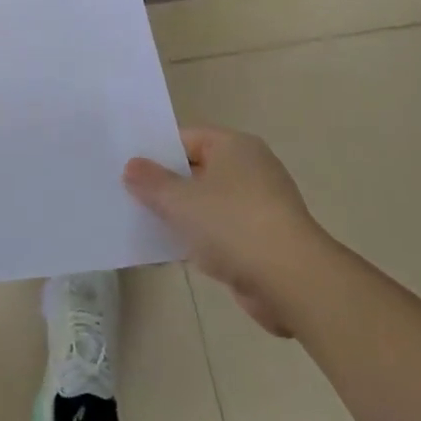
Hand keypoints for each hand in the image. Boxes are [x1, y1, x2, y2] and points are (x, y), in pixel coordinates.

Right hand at [124, 125, 328, 336]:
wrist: (292, 282)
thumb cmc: (233, 225)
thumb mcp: (180, 200)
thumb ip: (151, 181)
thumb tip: (132, 166)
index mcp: (234, 147)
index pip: (186, 138)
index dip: (156, 151)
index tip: (128, 167)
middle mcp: (250, 169)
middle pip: (196, 170)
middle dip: (166, 185)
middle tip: (128, 194)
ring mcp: (260, 206)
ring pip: (208, 204)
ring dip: (181, 215)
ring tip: (143, 223)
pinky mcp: (263, 240)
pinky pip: (221, 232)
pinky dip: (200, 239)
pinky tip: (172, 251)